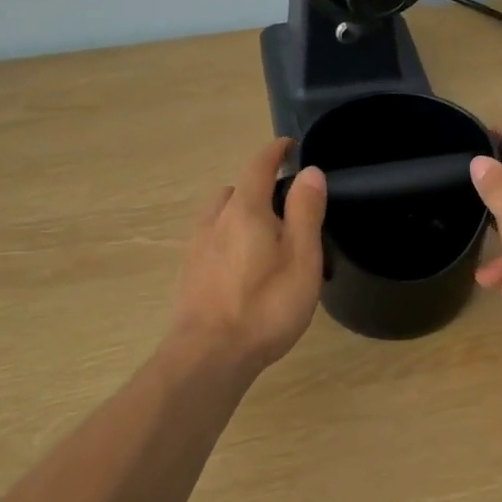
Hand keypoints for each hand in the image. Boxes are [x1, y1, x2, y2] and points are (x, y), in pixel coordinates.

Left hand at [172, 139, 327, 370]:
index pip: (259, 165)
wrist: (209, 355)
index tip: (289, 146)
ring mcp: (198, 247)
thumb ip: (306, 211)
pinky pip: (213, 240)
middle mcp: (215, 220)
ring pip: (221, 216)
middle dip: (259, 188)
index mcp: (245, 210)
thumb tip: (310, 171)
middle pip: (236, 190)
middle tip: (287, 208)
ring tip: (265, 238)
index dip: (275, 152)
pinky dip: (229, 238)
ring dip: (241, 214)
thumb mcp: (301, 258)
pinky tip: (243, 266)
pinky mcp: (191, 273)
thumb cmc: (266, 306)